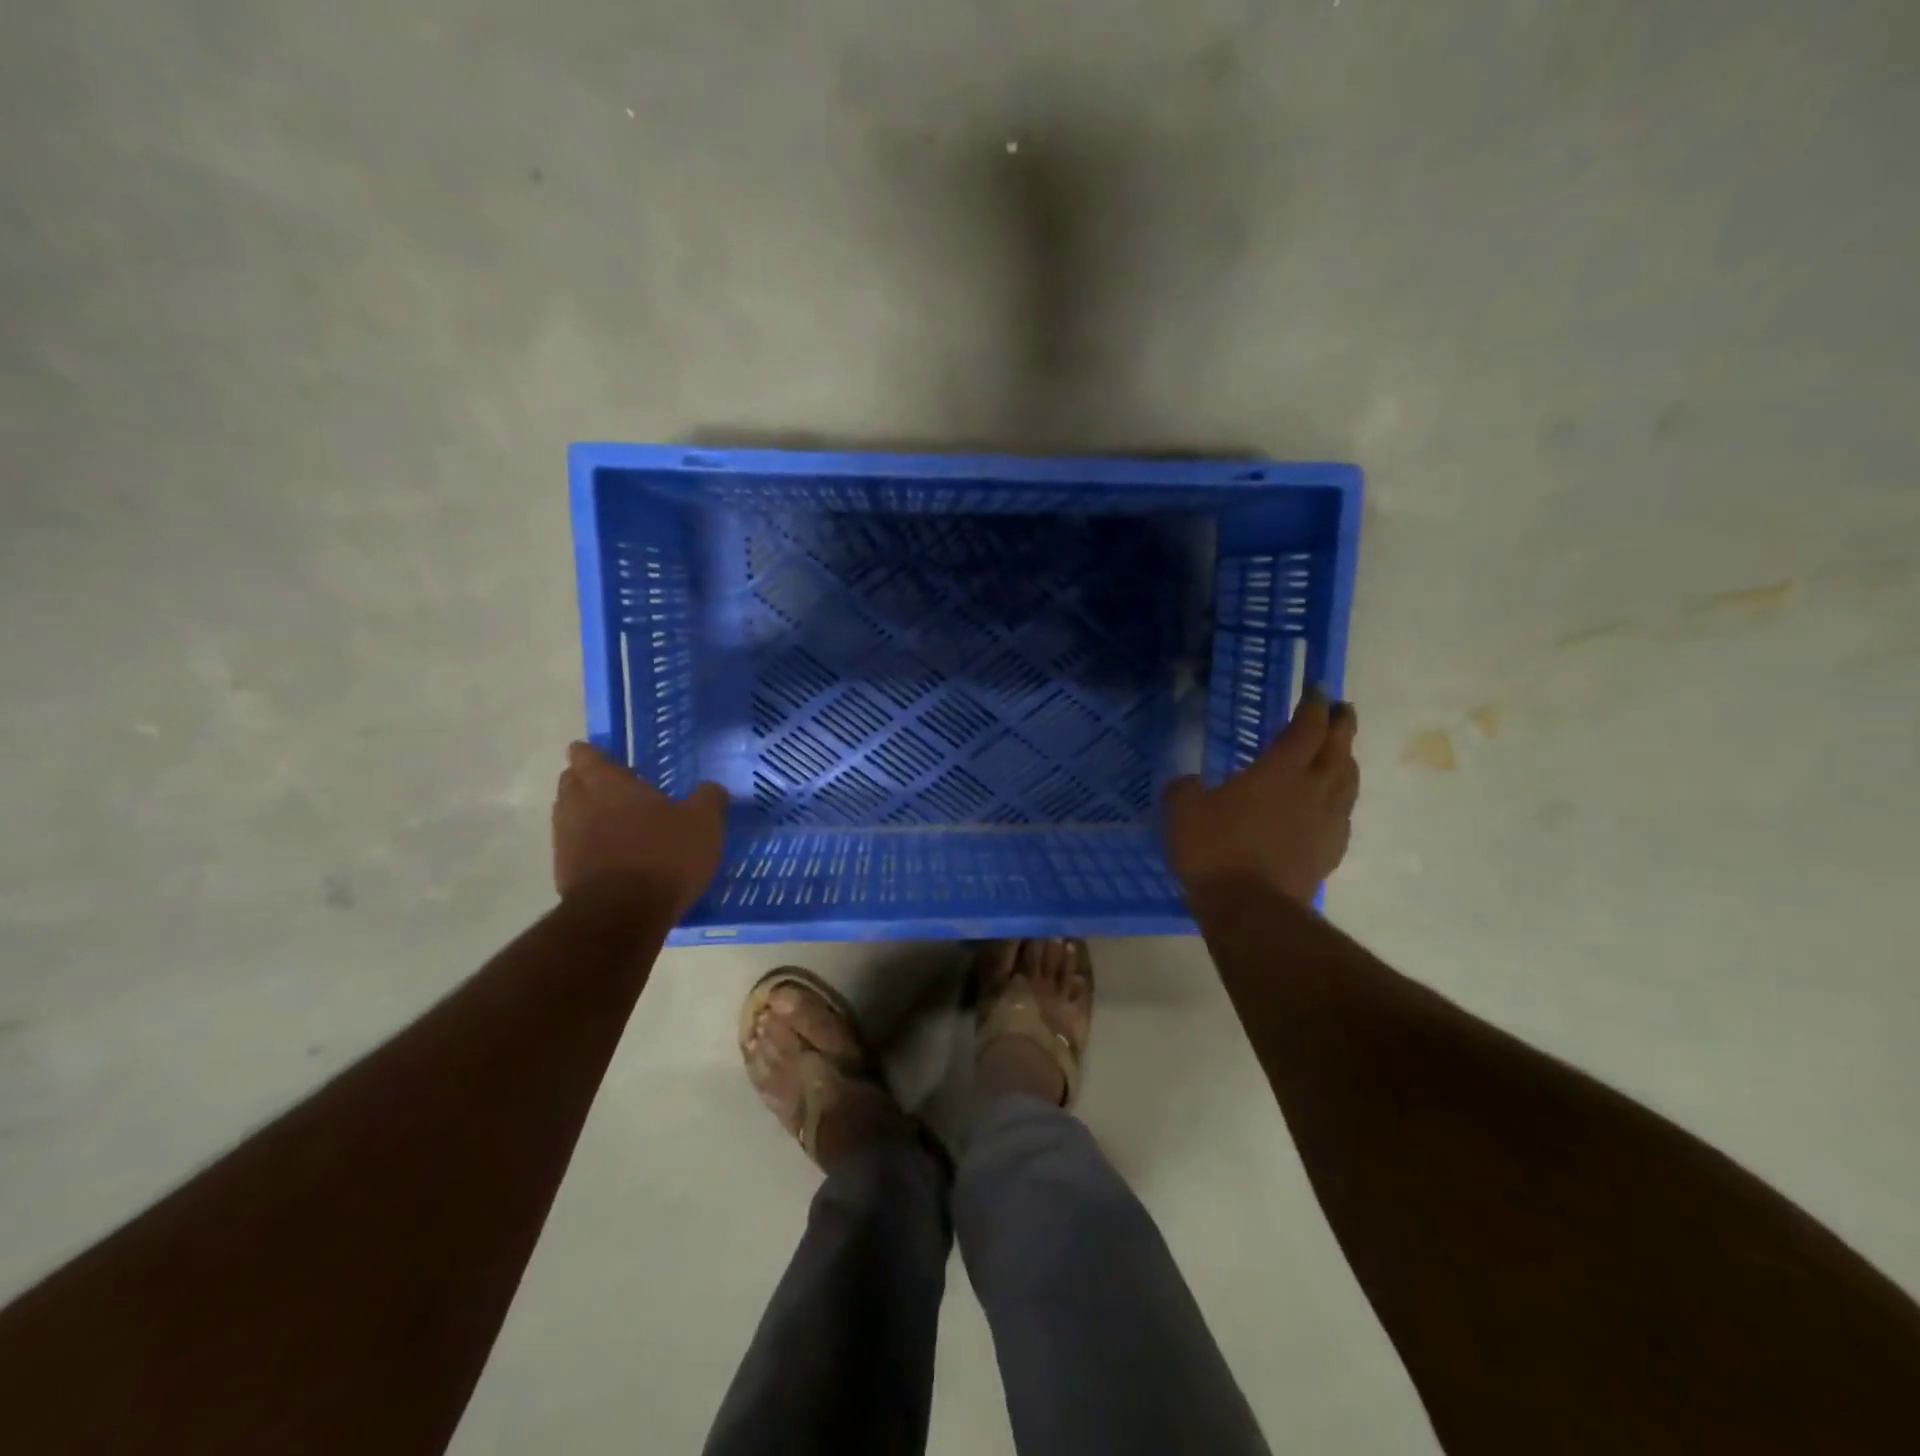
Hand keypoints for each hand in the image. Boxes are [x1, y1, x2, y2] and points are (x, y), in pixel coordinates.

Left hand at [552, 742, 726, 916]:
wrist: (621, 915)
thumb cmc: (664, 857)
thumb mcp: (703, 824)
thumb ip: (708, 800)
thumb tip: (710, 788)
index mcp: (610, 785)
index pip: (587, 757)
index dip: (588, 753)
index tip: (590, 750)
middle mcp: (580, 806)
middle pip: (570, 783)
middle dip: (582, 779)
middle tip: (603, 782)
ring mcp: (566, 841)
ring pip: (566, 815)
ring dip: (581, 812)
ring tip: (605, 818)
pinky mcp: (563, 873)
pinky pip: (571, 847)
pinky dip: (583, 844)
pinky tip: (605, 853)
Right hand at [1165, 689, 1358, 905]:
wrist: (1251, 909)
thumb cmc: (1215, 850)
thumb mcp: (1183, 810)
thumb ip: (1186, 788)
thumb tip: (1190, 783)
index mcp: (1280, 770)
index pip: (1307, 727)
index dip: (1314, 705)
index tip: (1317, 689)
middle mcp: (1313, 788)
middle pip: (1339, 748)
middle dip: (1341, 725)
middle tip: (1343, 709)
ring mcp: (1327, 821)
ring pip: (1348, 781)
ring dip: (1347, 760)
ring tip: (1342, 753)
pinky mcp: (1330, 851)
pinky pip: (1342, 814)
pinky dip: (1340, 799)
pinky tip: (1330, 805)